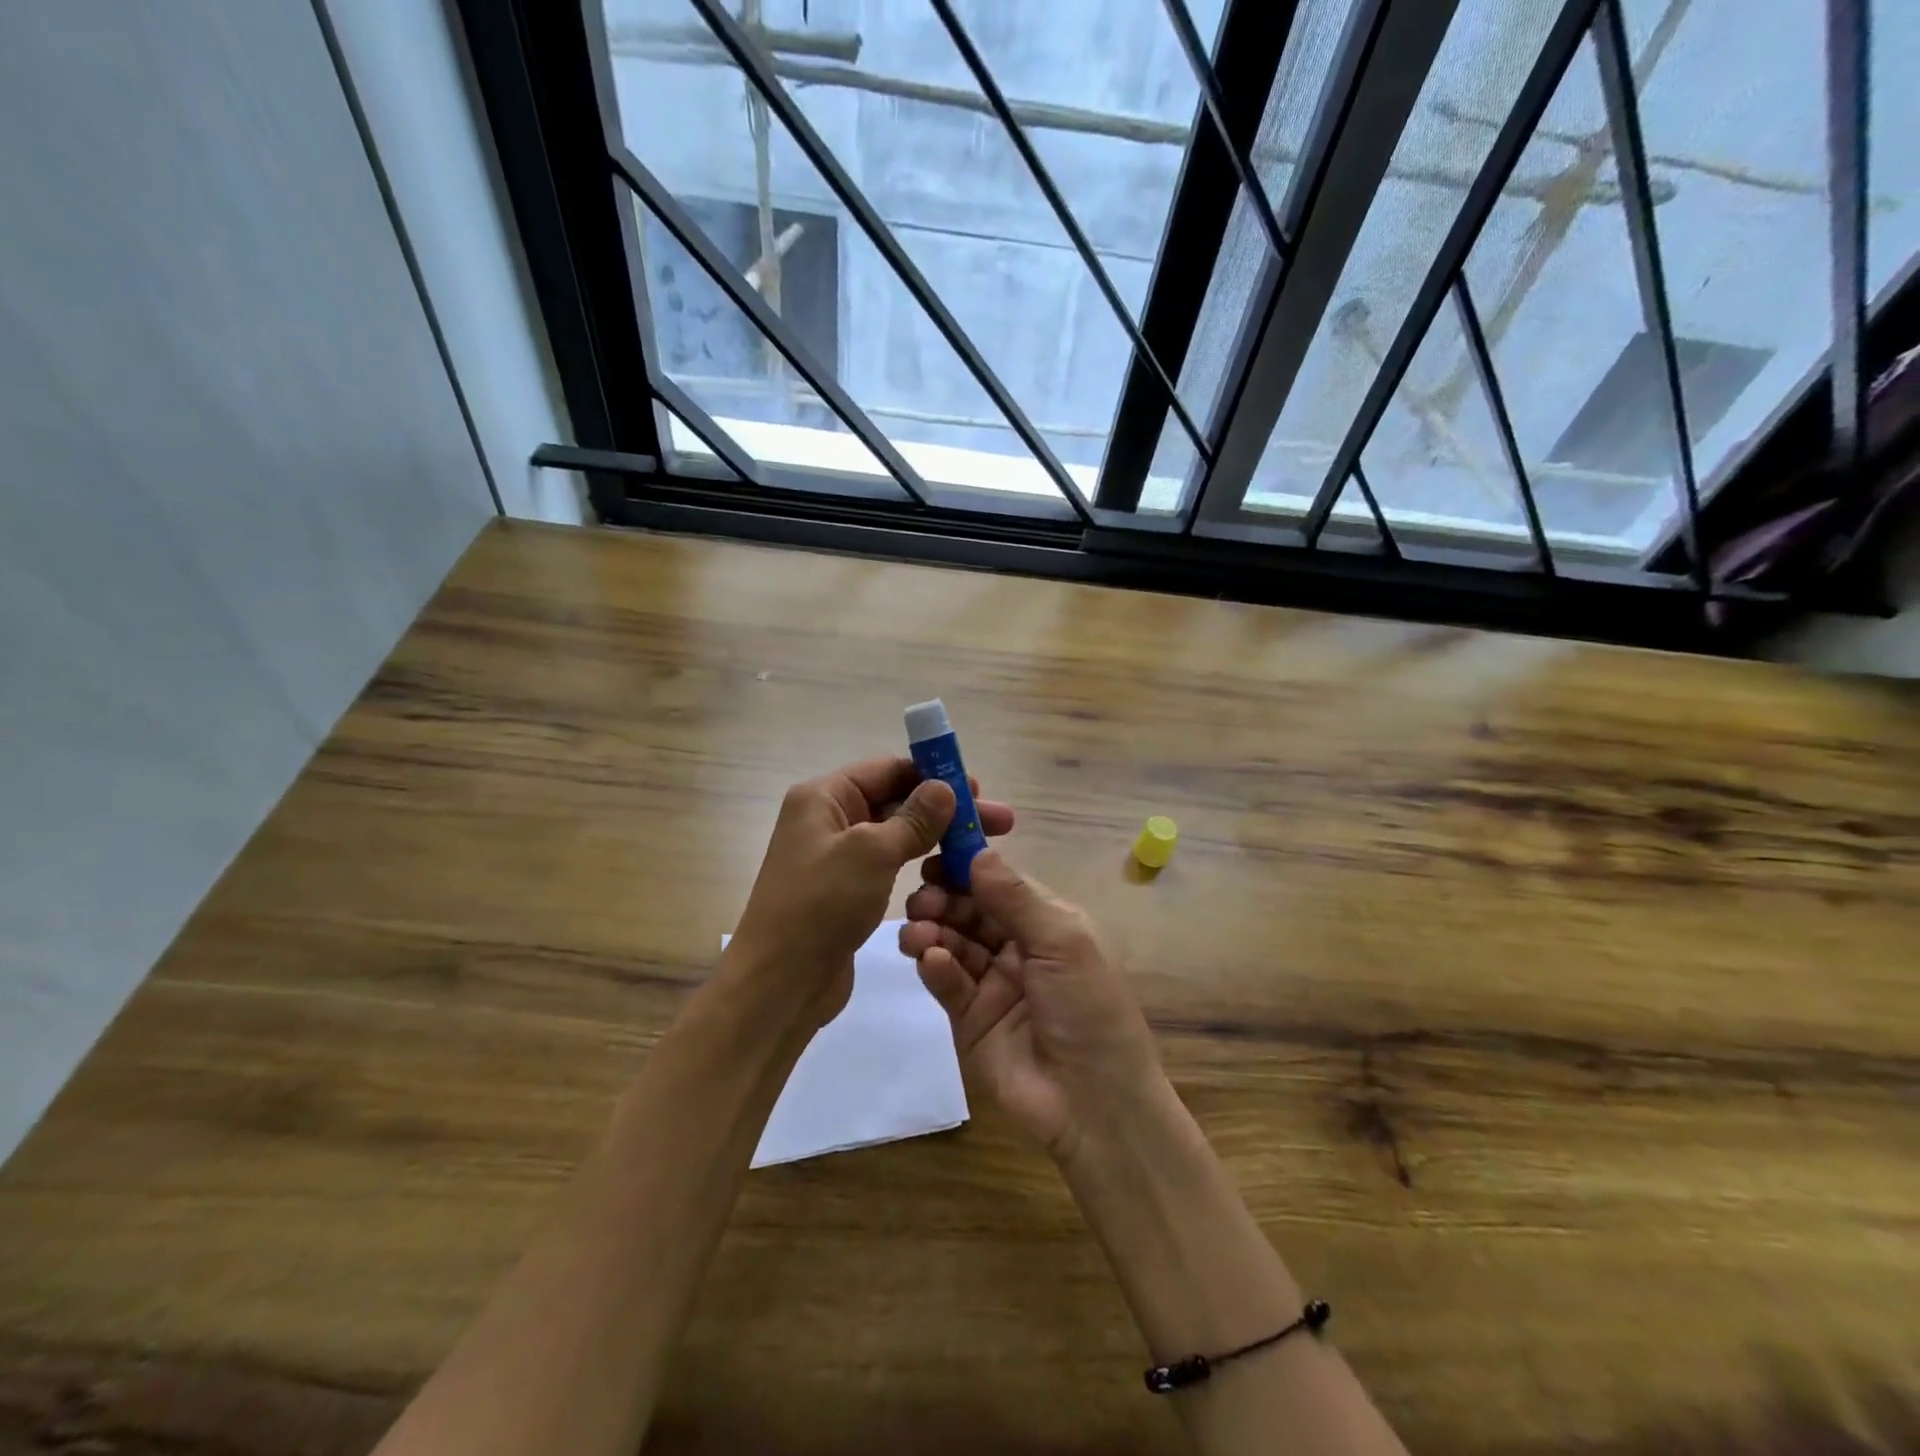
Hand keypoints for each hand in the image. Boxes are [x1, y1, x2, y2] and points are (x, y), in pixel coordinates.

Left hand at [730, 757, 1014, 1028]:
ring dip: (937, 836)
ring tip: (982, 849)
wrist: (779, 984)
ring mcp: (838, 856)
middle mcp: (829, 819)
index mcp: (823, 797)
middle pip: (896, 800)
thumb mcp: (871, 853)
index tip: (978, 788)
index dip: (934, 775)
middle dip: (946, 808)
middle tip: (999, 821)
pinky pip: (889, 864)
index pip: (888, 769)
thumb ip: (913, 818)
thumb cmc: (821, 906)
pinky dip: (919, 862)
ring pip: (896, 834)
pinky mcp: (847, 889)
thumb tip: (945, 787)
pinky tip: (951, 873)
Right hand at [900, 850, 1161, 1163]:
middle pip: (969, 910)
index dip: (967, 868)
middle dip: (943, 898)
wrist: (1093, 1102)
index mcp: (1046, 923)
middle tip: (921, 898)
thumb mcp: (1062, 942)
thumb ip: (1016, 898)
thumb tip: (978, 852)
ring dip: (932, 930)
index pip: (998, 884)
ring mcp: (990, 982)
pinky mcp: (968, 1018)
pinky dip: (935, 967)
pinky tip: (931, 961)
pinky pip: (947, 981)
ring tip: (917, 932)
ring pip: (951, 942)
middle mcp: (1016, 947)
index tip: (934, 855)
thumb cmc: (1088, 1007)